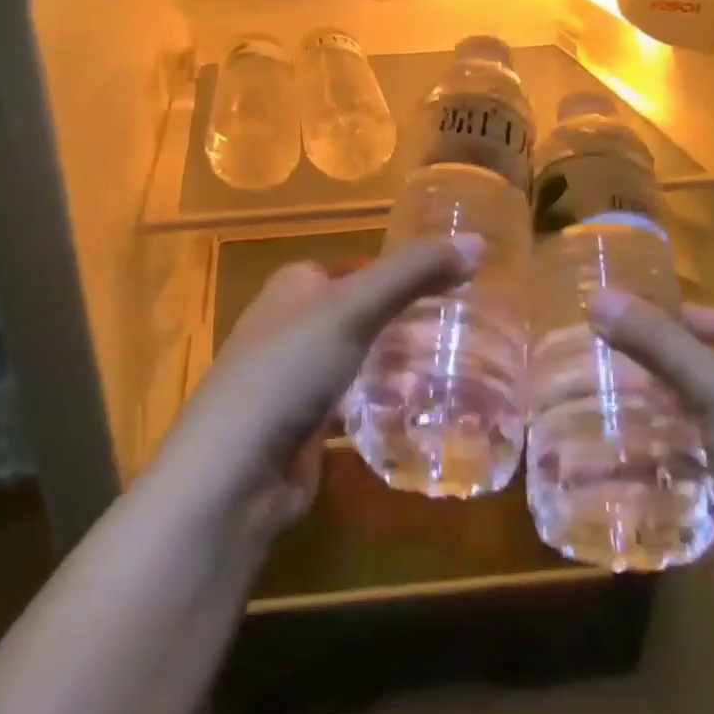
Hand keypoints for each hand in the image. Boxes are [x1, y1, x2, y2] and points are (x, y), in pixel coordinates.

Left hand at [152, 236, 483, 536]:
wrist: (236, 471)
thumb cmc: (290, 369)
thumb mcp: (353, 308)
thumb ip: (414, 272)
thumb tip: (478, 241)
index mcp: (295, 285)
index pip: (360, 266)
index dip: (404, 271)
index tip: (457, 283)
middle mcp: (291, 324)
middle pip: (362, 312)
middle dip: (407, 321)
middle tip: (465, 330)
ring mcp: (295, 376)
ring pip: (360, 358)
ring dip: (399, 363)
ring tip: (455, 368)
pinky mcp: (304, 423)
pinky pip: (354, 402)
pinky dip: (382, 403)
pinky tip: (419, 410)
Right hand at [587, 296, 713, 646]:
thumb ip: (660, 344)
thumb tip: (597, 296)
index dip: (686, 317)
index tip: (626, 314)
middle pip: (713, 376)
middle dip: (660, 369)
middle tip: (598, 358)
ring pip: (700, 425)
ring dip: (654, 414)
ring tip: (595, 400)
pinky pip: (695, 471)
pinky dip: (659, 460)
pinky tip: (614, 453)